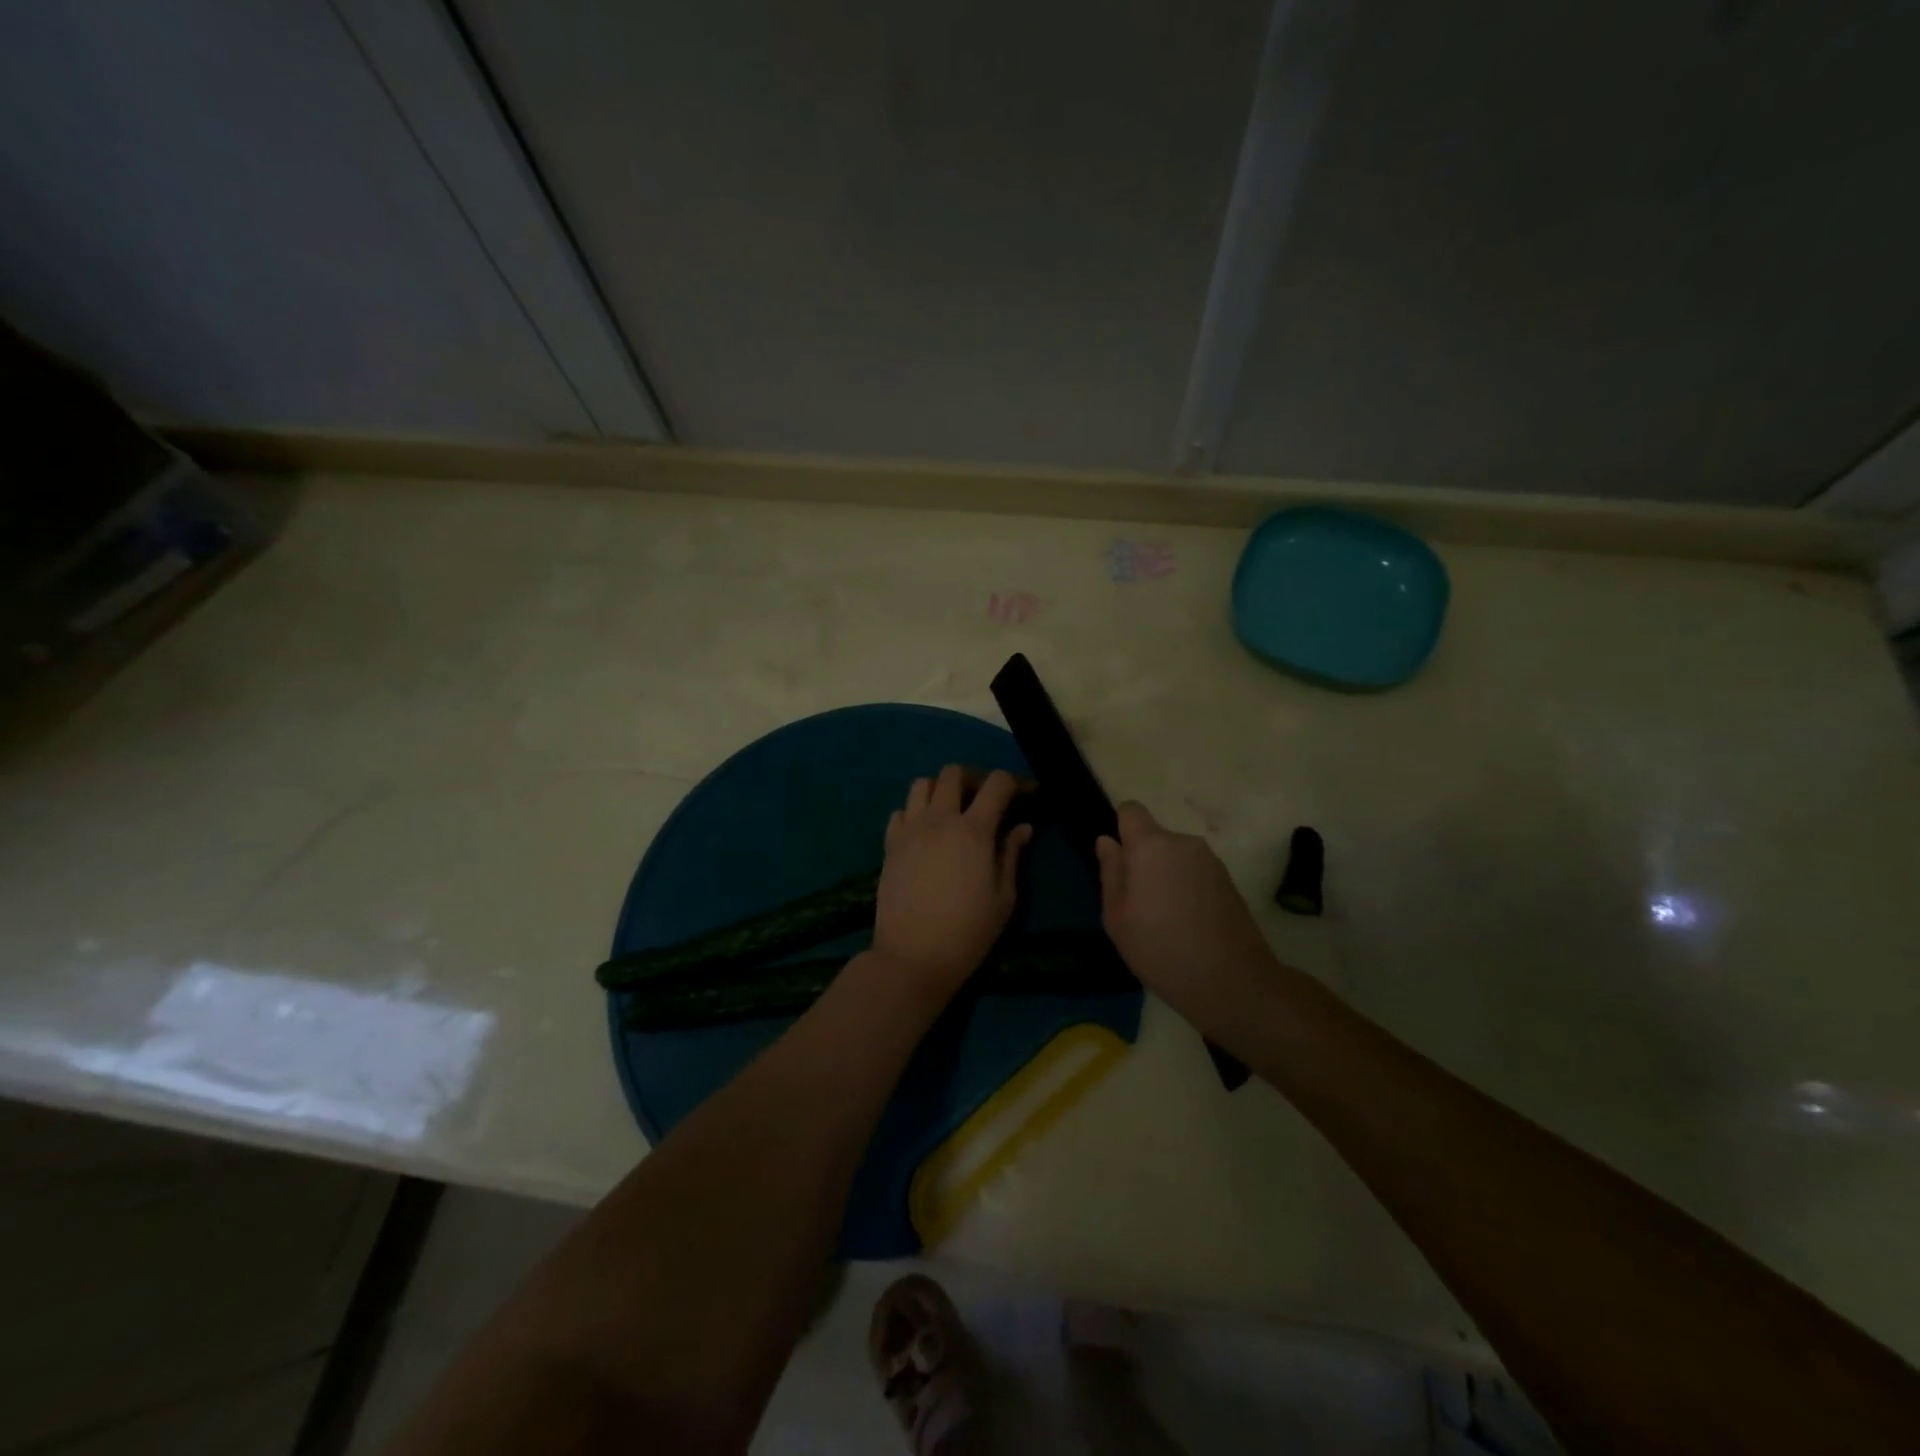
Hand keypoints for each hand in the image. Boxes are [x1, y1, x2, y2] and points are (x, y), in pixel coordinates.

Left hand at [873, 766, 1032, 1001]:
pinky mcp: (889, 844)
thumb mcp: (1003, 898)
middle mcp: (940, 819)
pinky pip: (900, 811)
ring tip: (950, 813)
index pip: (997, 783)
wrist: (913, 956)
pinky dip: (914, 813)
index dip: (1014, 782)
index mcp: (974, 830)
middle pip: (953, 773)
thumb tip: (1022, 827)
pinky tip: (924, 834)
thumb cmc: (968, 932)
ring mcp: (910, 829)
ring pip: (922, 784)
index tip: (1024, 795)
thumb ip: (1011, 855)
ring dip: (940, 791)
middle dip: (973, 779)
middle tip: (983, 801)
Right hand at [1095, 801, 1274, 1026]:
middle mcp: (1183, 842)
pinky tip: (1187, 923)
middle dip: (1143, 860)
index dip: (1121, 830)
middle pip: (1154, 837)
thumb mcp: (1117, 917)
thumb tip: (1107, 841)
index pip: (1131, 810)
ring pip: (1175, 856)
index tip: (1119, 863)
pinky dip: (1186, 888)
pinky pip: (1194, 872)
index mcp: (1151, 846)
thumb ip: (1111, 872)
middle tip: (1138, 904)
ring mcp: (1210, 860)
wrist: (1233, 982)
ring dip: (1166, 875)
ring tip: (1164, 918)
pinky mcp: (1228, 880)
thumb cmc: (1161, 949)